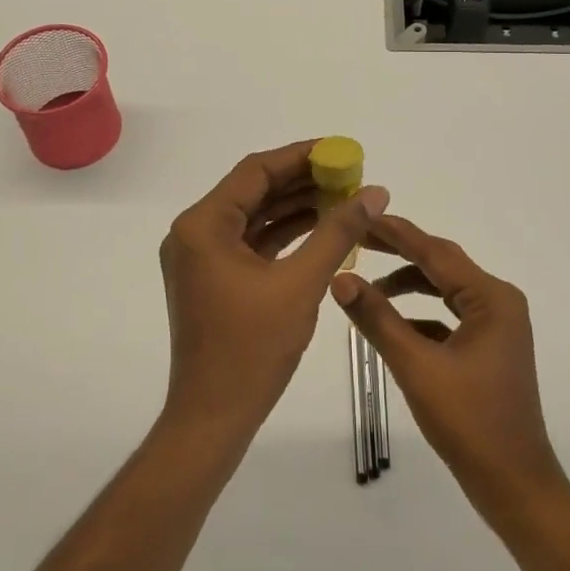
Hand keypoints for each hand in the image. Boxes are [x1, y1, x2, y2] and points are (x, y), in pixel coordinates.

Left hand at [159, 140, 388, 441]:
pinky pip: (252, 242)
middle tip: (349, 175)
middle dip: (302, 181)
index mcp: (203, 225)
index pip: (256, 171)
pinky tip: (321, 229)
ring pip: (255, 216)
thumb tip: (375, 192)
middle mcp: (194, 233)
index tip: (340, 151)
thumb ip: (337, 232)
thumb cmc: (252, 349)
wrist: (213, 419)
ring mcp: (202, 257)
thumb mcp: (301, 284)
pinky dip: (285, 234)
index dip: (300, 156)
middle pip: (254, 190)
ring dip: (296, 207)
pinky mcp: (213, 279)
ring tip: (343, 198)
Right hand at [331, 215, 569, 523]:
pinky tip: (391, 324)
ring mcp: (496, 326)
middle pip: (440, 265)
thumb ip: (377, 318)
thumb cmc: (470, 423)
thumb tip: (340, 278)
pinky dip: (420, 315)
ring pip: (443, 291)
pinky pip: (448, 317)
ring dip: (407, 285)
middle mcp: (498, 302)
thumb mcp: (416, 367)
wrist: (516, 487)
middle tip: (357, 239)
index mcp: (491, 298)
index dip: (396, 233)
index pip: (435, 252)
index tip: (361, 214)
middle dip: (398, 253)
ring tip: (366, 285)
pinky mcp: (488, 348)